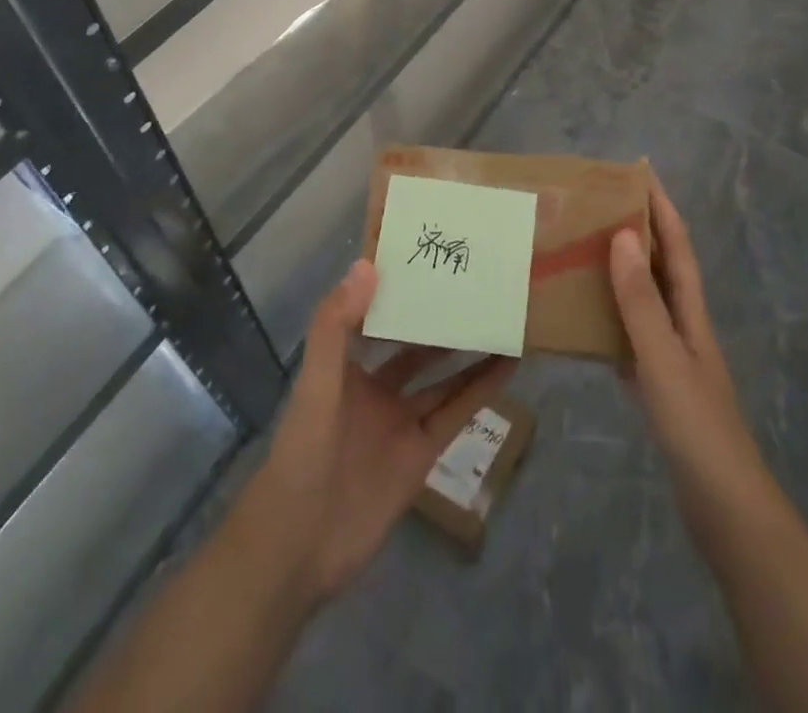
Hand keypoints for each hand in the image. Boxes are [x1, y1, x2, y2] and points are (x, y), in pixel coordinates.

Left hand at [233, 261, 516, 603]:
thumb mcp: (316, 383)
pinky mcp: (422, 453)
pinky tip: (508, 365)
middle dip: (440, 320)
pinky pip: (457, 413)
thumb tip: (368, 265)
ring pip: (442, 378)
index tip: (428, 259)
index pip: (375, 317)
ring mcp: (401, 421)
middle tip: (476, 284)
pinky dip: (481, 390)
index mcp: (345, 367)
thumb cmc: (302, 452)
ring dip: (469, 351)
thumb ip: (335, 325)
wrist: (300, 546)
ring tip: (501, 317)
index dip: (398, 291)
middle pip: (415, 347)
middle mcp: (376, 389)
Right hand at [609, 172, 769, 509]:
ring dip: (621, 272)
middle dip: (639, 231)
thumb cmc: (697, 427)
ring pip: (644, 301)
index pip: (677, 247)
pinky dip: (610, 319)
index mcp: (691, 314)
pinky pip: (630, 338)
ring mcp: (673, 359)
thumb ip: (641, 300)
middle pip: (662, 268)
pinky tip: (586, 322)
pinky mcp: (659, 389)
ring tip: (584, 250)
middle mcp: (684, 328)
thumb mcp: (663, 359)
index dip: (662, 208)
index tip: (640, 172)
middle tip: (599, 204)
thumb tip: (623, 234)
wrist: (726, 511)